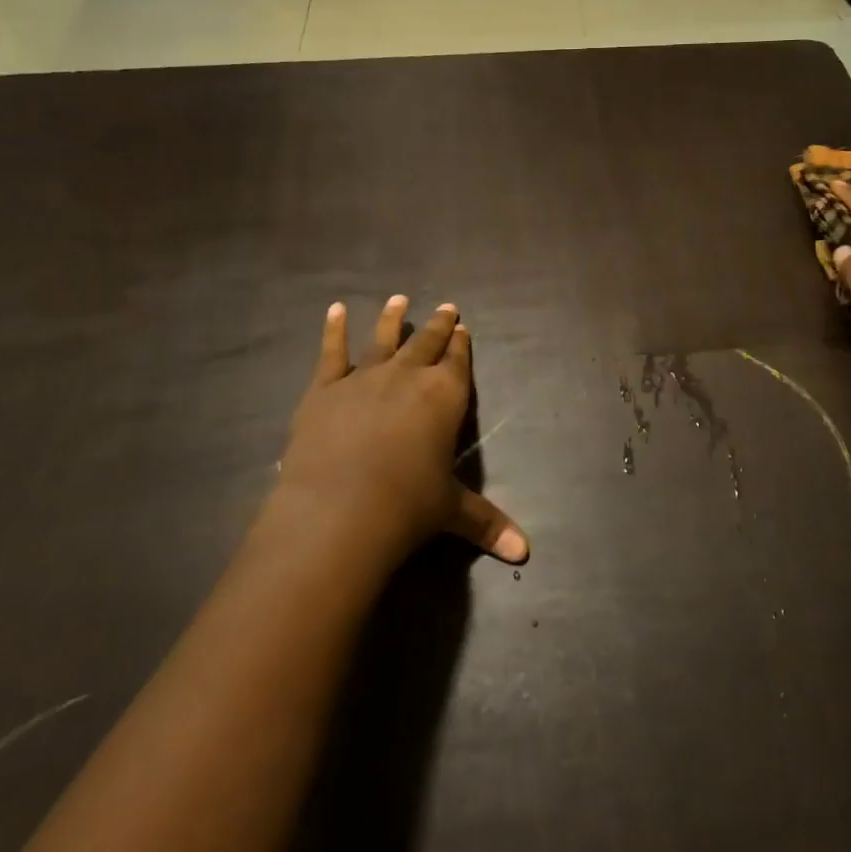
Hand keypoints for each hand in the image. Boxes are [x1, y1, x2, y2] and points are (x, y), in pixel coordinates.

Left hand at [273, 295, 528, 570]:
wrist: (340, 510)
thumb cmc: (407, 507)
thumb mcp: (451, 512)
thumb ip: (487, 523)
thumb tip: (525, 552)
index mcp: (445, 397)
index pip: (458, 363)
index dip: (461, 345)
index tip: (463, 327)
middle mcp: (409, 377)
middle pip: (427, 343)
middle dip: (439, 325)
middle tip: (446, 307)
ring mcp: (365, 378)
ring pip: (383, 339)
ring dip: (393, 318)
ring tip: (399, 299)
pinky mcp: (325, 388)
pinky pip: (331, 352)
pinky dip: (333, 329)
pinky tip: (335, 309)